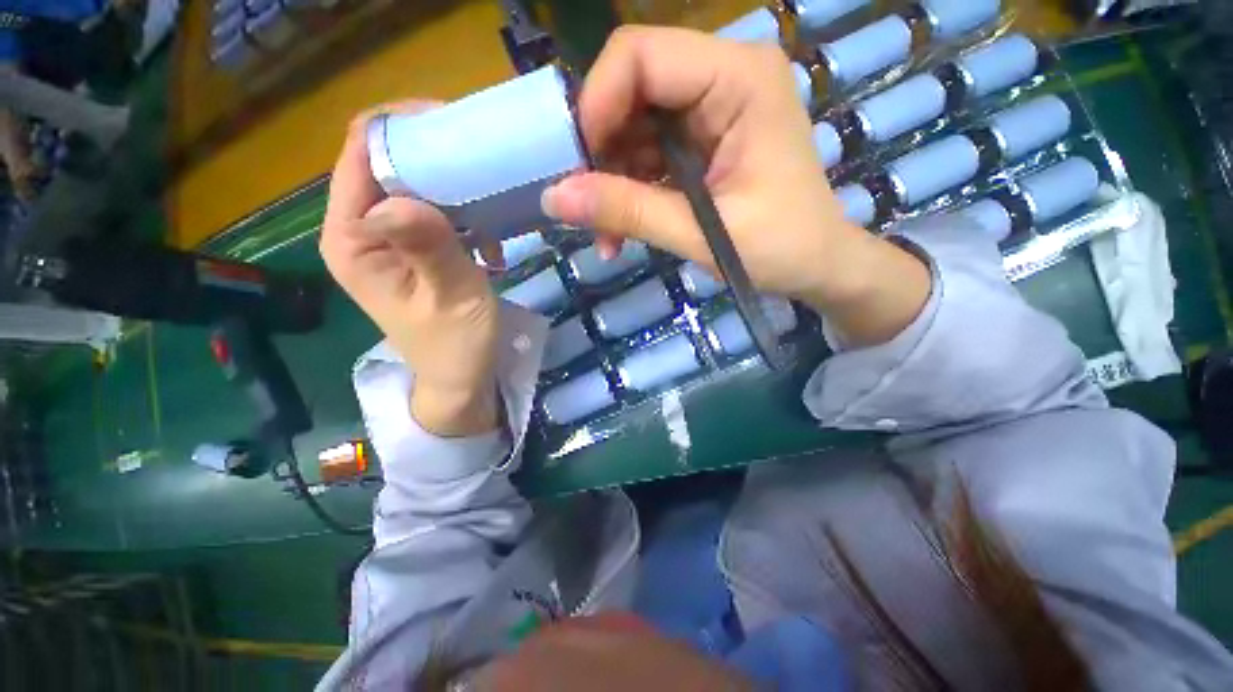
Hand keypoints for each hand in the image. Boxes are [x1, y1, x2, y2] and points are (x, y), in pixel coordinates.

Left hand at [321, 104, 499, 437]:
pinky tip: (488, 243)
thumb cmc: (456, 346)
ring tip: (490, 204)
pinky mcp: (412, 251)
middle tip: (481, 160)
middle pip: (385, 163)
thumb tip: (402, 197)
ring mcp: (387, 241)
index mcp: (352, 239)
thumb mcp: (451, 298)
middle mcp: (359, 231)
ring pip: (412, 186)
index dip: (400, 128)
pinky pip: (431, 213)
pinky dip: (462, 216)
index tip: (453, 125)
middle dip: (432, 153)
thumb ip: (429, 249)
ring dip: (453, 187)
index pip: (360, 155)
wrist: (460, 379)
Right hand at [541, 27, 930, 345]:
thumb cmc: (779, 248)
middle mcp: (723, 77)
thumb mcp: (701, 234)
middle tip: (589, 211)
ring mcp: (711, 109)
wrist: (816, 265)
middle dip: (601, 154)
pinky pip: (646, 153)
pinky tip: (624, 230)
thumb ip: (628, 211)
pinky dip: (628, 191)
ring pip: (632, 127)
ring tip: (609, 236)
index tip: (579, 170)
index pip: (640, 55)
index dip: (596, 106)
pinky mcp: (701, 141)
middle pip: (631, 90)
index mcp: (739, 78)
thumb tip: (554, 198)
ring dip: (611, 183)